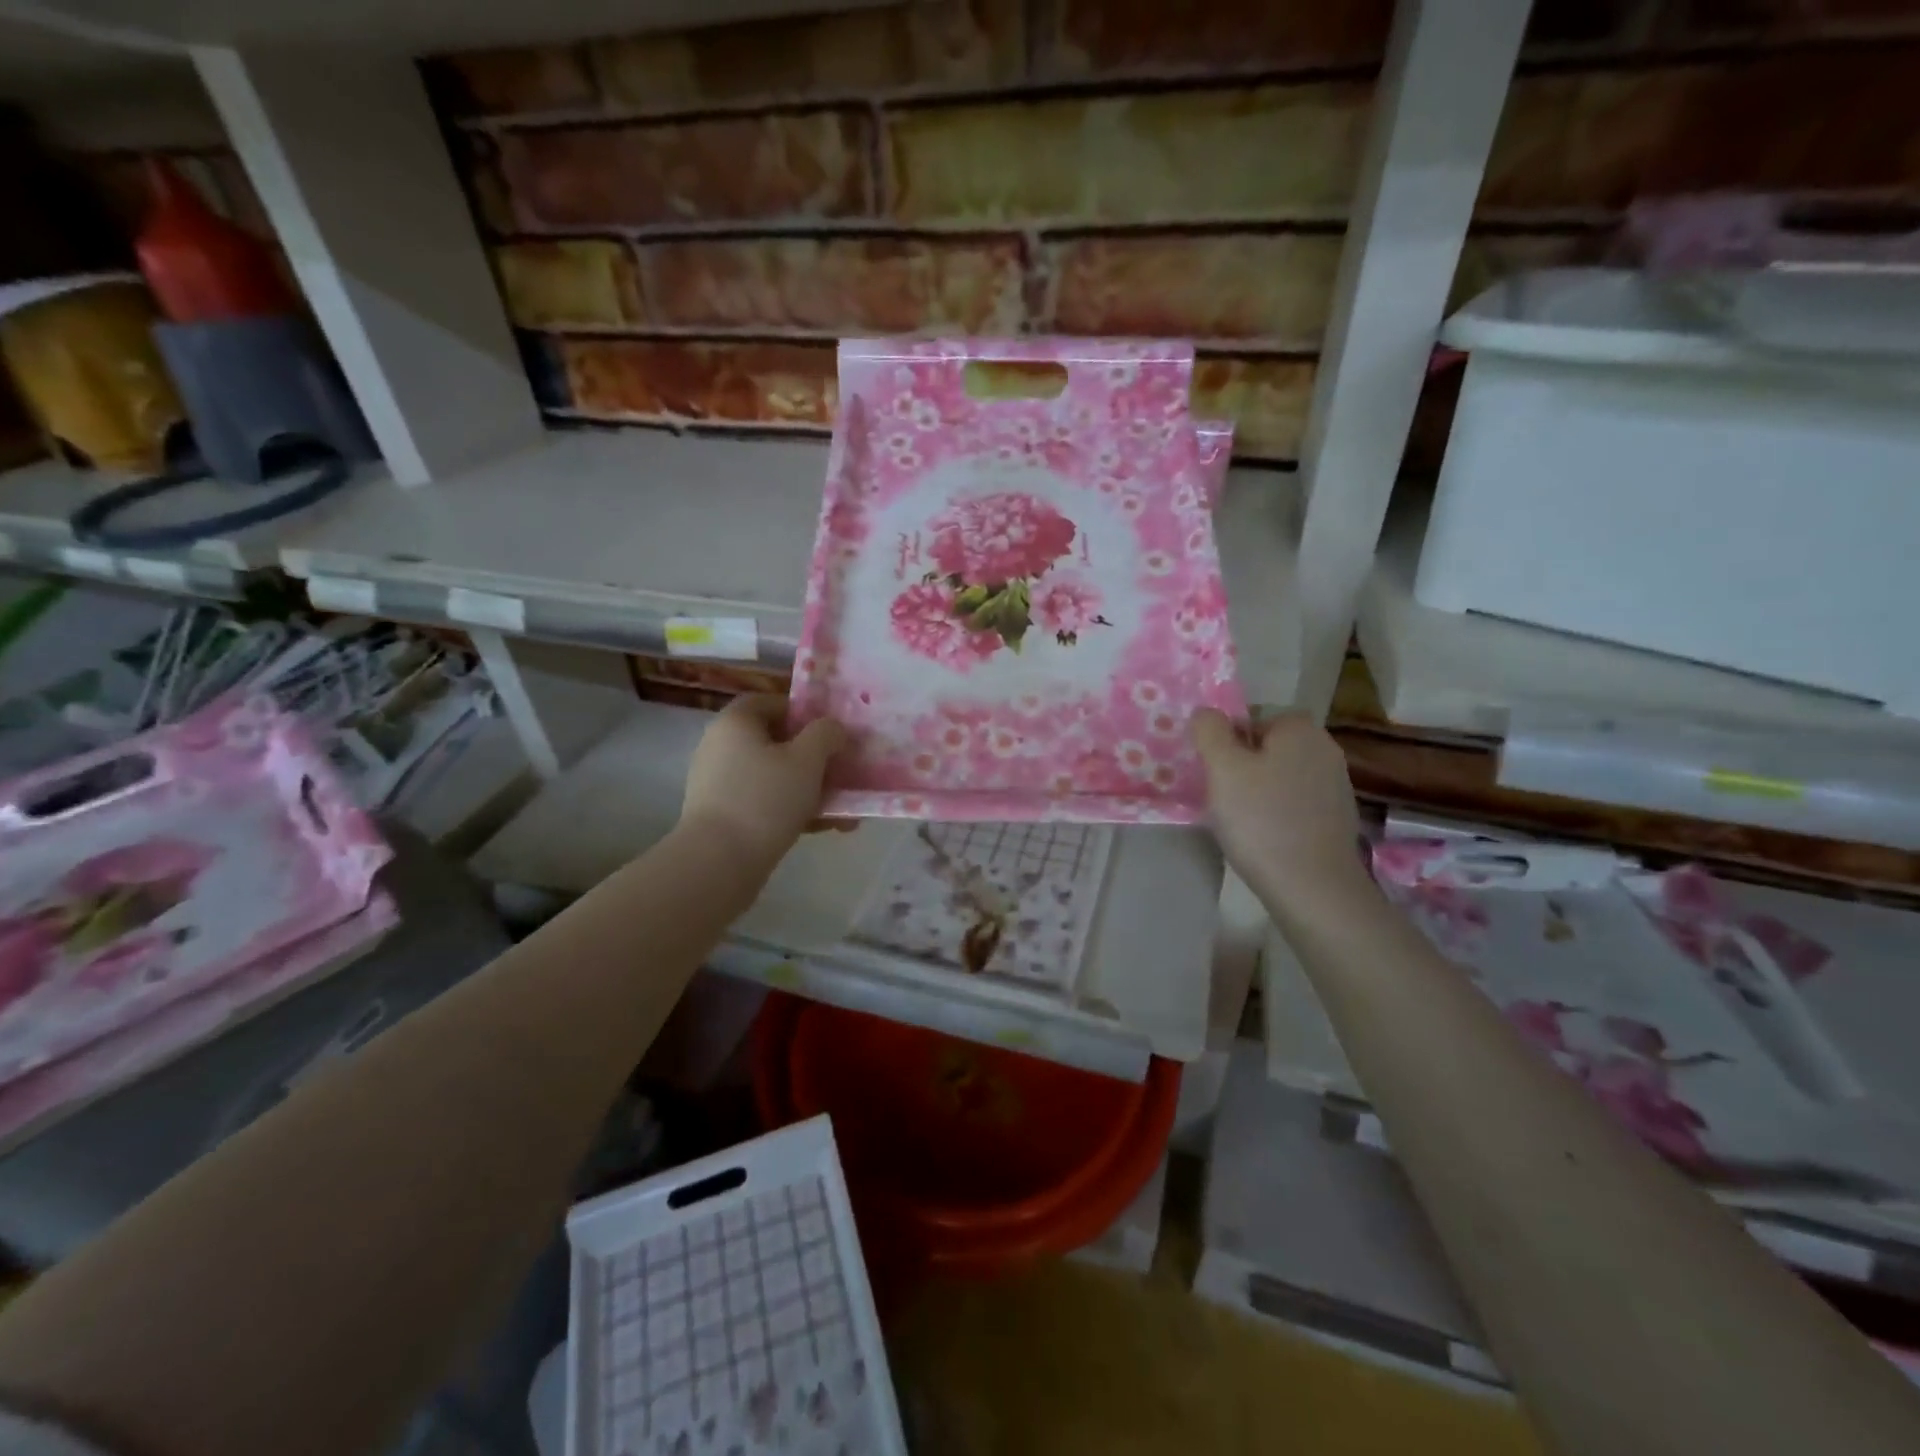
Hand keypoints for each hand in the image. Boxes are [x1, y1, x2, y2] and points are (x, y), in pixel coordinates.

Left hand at [680, 696, 847, 872]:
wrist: (719, 862)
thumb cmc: (766, 798)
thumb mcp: (808, 759)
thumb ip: (826, 734)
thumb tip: (833, 728)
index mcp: (736, 722)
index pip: (772, 702)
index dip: (805, 712)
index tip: (832, 732)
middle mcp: (721, 746)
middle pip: (777, 742)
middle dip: (816, 758)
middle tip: (845, 772)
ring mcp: (719, 783)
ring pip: (776, 776)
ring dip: (811, 789)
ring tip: (845, 810)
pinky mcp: (723, 815)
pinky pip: (765, 802)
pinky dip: (793, 810)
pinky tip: (826, 828)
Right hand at [1191, 709, 1371, 912]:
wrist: (1313, 887)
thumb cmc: (1261, 819)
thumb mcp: (1222, 767)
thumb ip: (1210, 730)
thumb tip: (1207, 714)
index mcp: (1300, 727)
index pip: (1250, 719)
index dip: (1227, 745)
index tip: (1216, 775)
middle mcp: (1325, 747)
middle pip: (1267, 748)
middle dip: (1243, 769)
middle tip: (1223, 799)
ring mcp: (1337, 784)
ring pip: (1280, 777)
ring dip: (1259, 793)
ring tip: (1242, 823)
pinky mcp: (1338, 818)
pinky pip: (1295, 804)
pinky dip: (1278, 815)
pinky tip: (1266, 840)